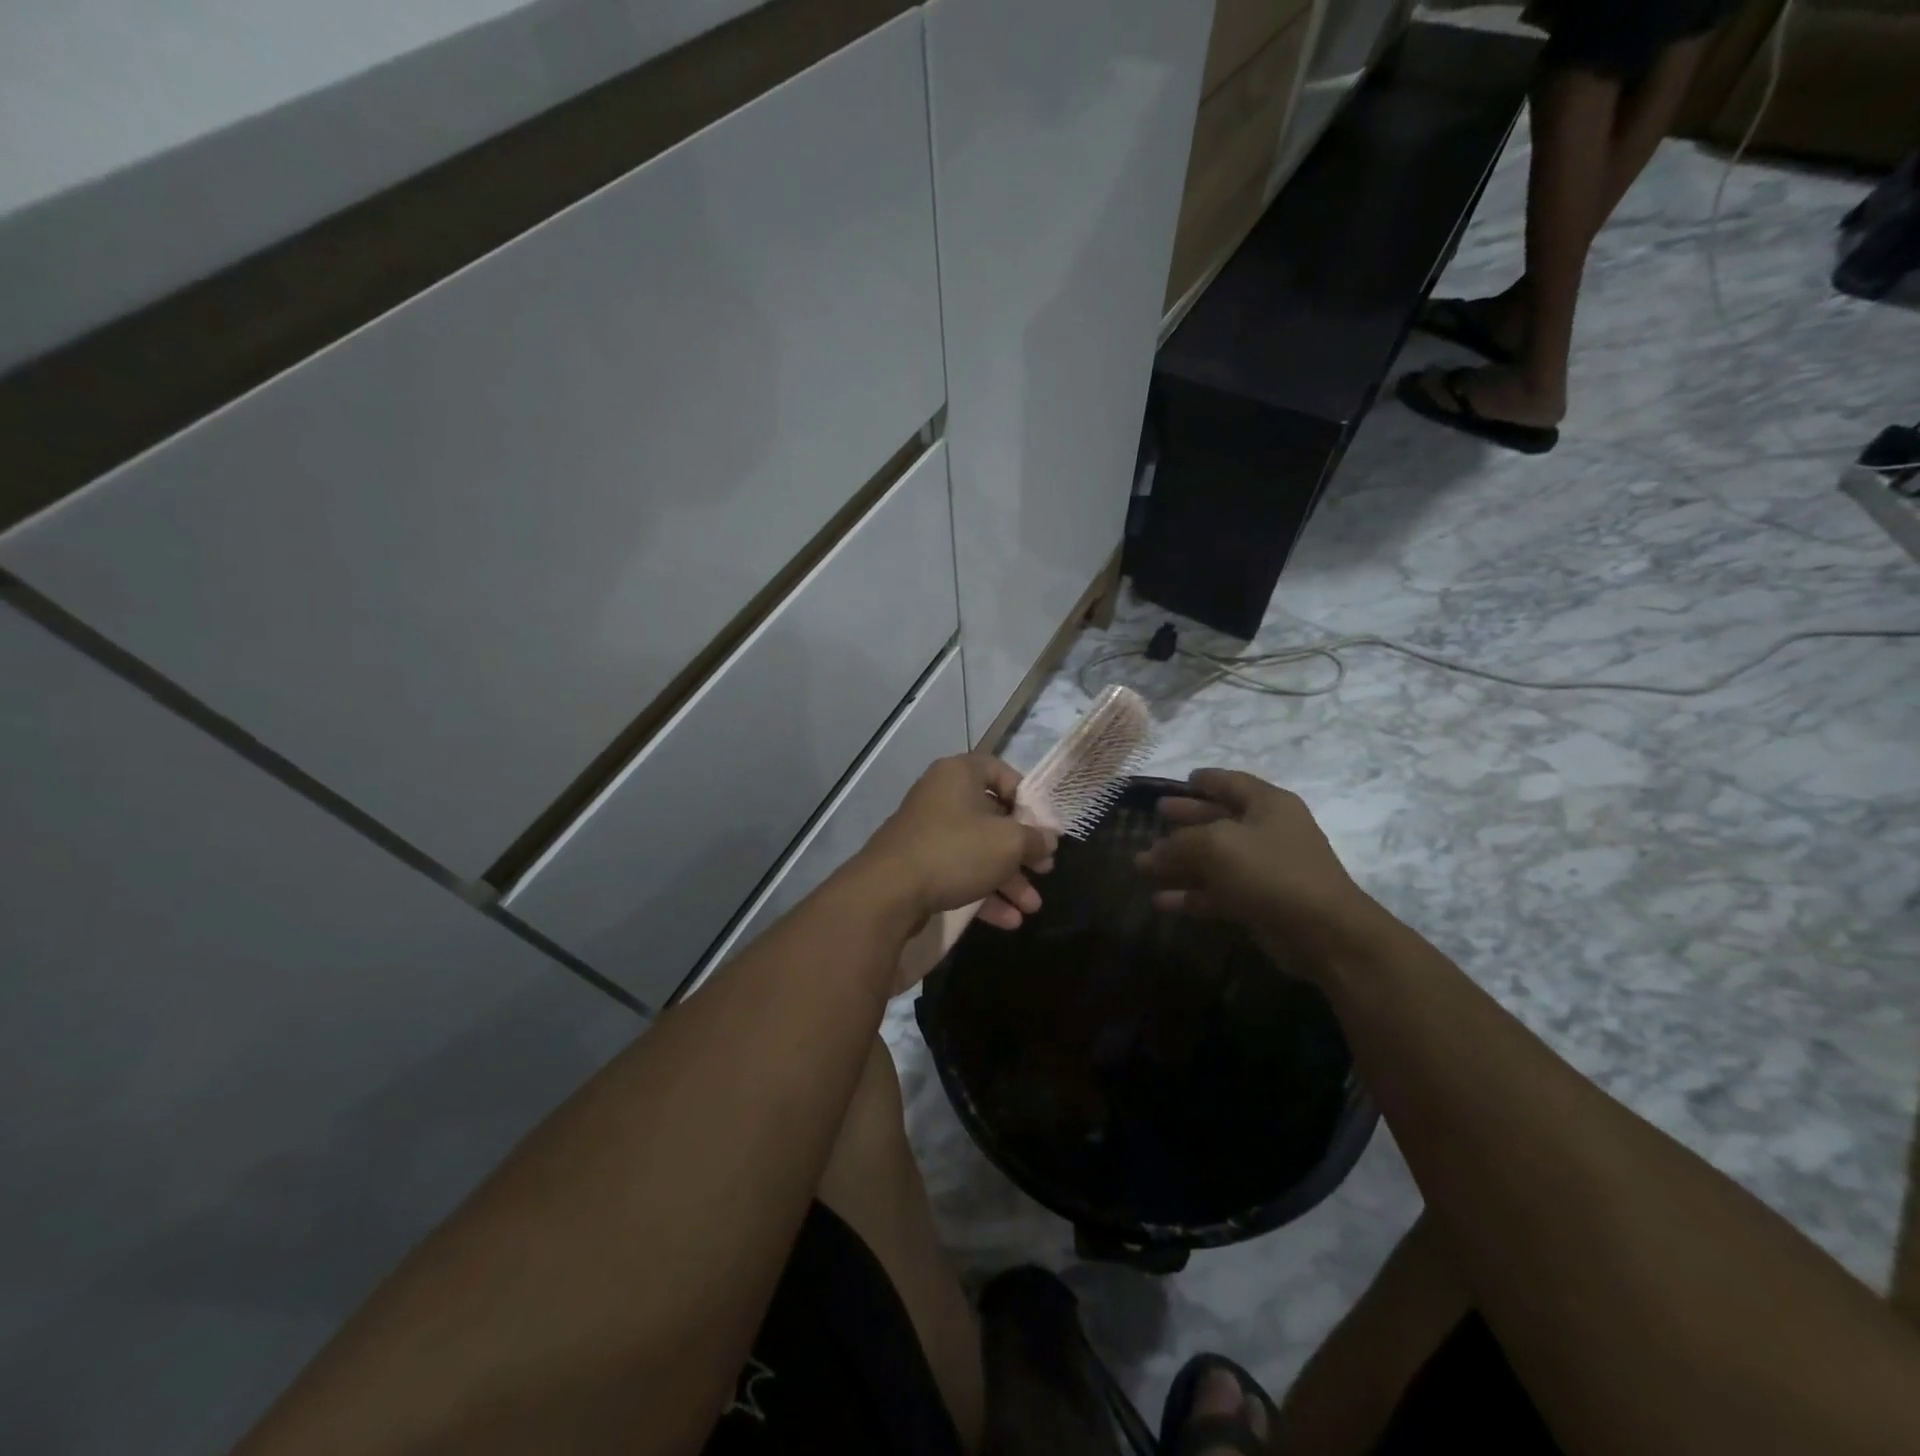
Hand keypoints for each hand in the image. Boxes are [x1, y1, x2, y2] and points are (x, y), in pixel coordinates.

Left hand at [857, 753, 1057, 933]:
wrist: (888, 892)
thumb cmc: (956, 850)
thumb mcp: (1009, 843)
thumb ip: (1035, 838)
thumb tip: (1048, 839)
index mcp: (959, 774)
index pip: (1001, 771)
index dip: (1027, 797)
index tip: (1043, 825)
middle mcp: (942, 796)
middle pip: (992, 817)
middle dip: (1022, 850)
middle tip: (1044, 871)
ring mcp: (928, 832)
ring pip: (978, 850)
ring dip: (1008, 879)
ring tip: (1031, 907)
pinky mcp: (919, 865)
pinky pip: (959, 872)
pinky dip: (983, 892)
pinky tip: (1009, 920)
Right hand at [1135, 768, 1376, 974]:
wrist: (1323, 933)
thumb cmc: (1271, 872)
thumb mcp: (1218, 845)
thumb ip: (1180, 843)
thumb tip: (1153, 852)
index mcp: (1268, 805)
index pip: (1231, 782)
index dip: (1206, 779)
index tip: (1181, 779)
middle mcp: (1268, 832)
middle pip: (1219, 819)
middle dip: (1186, 818)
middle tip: (1156, 815)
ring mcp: (1264, 870)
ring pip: (1214, 860)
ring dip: (1179, 862)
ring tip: (1141, 863)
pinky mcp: (1258, 903)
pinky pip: (1217, 893)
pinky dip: (1190, 896)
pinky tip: (1160, 901)